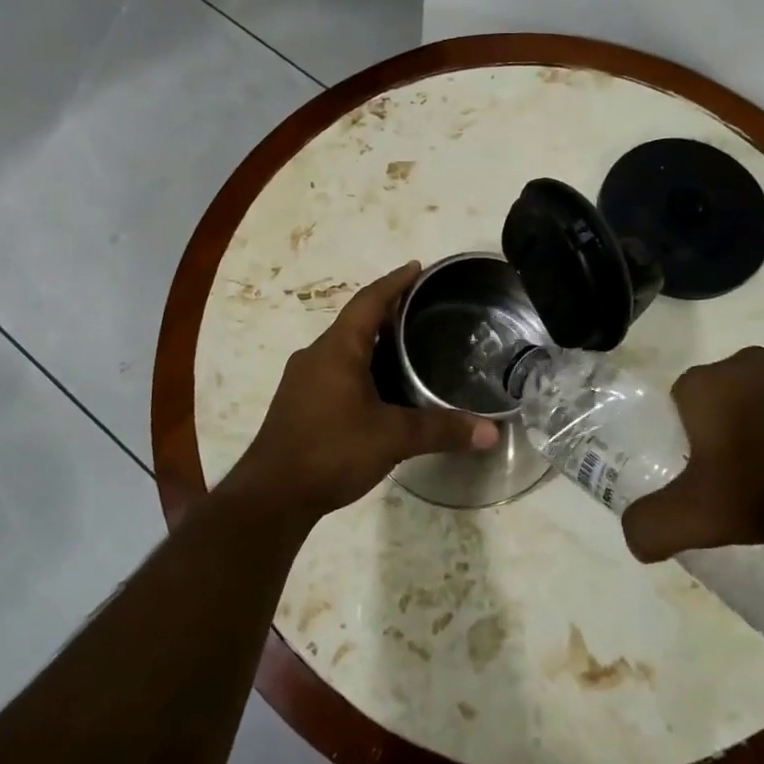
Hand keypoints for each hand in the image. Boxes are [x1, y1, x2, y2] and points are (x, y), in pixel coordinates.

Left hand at [226, 262, 499, 524]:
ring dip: (373, 342)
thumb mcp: (392, 438)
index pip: (369, 301)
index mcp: (337, 348)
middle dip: (388, 312)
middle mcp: (316, 355)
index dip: (394, 282)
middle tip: (422, 310)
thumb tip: (491, 432)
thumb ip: (441, 430)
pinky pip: (334, 370)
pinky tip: (379, 389)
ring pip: (344, 348)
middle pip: (356, 322)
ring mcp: (302, 380)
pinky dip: (360, 367)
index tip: (417, 267)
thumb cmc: (331, 450)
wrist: (272, 496)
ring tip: (407, 347)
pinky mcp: (298, 403)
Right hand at [621, 347, 763, 560]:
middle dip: (730, 442)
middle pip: (722, 407)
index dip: (684, 448)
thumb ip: (655, 525)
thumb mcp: (702, 514)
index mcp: (699, 383)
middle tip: (748, 489)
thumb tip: (633, 537)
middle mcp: (741, 362)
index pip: (675, 410)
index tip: (706, 484)